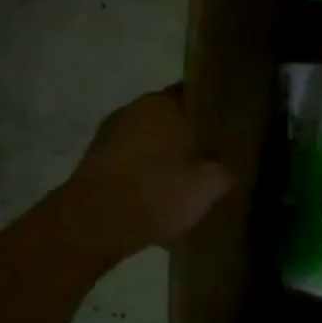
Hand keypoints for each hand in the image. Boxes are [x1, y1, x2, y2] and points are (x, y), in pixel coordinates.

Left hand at [61, 86, 231, 261]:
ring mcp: (108, 137)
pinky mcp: (93, 165)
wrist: (92, 228)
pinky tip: (158, 198)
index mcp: (163, 102)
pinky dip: (144, 176)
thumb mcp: (212, 184)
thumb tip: (222, 168)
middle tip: (212, 160)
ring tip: (186, 183)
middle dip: (189, 137)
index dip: (214, 112)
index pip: (197, 95)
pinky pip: (131, 163)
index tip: (230, 131)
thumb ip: (224, 169)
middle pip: (171, 119)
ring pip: (150, 141)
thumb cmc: (158, 192)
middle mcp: (133, 110)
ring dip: (165, 158)